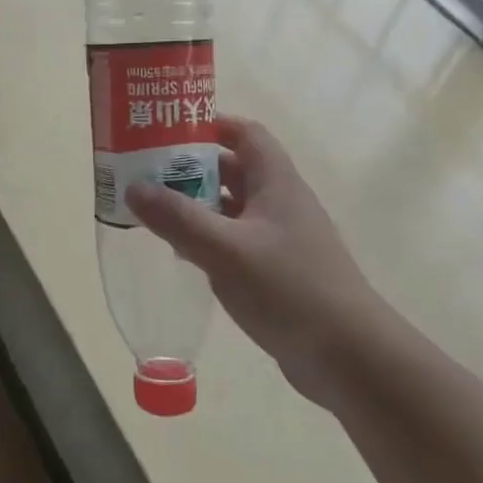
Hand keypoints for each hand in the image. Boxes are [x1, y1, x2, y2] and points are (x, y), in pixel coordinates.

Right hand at [124, 115, 389, 408]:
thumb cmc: (289, 290)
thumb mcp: (225, 250)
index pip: (245, 134)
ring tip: (153, 208)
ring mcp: (281, 239)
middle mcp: (280, 203)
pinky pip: (236, 241)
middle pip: (234, 169)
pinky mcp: (278, 271)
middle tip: (146, 170)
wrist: (350, 357)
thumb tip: (132, 188)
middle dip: (192, 166)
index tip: (168, 129)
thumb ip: (177, 218)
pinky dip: (209, 238)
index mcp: (276, 183)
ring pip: (232, 208)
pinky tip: (182, 252)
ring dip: (197, 204)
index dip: (210, 125)